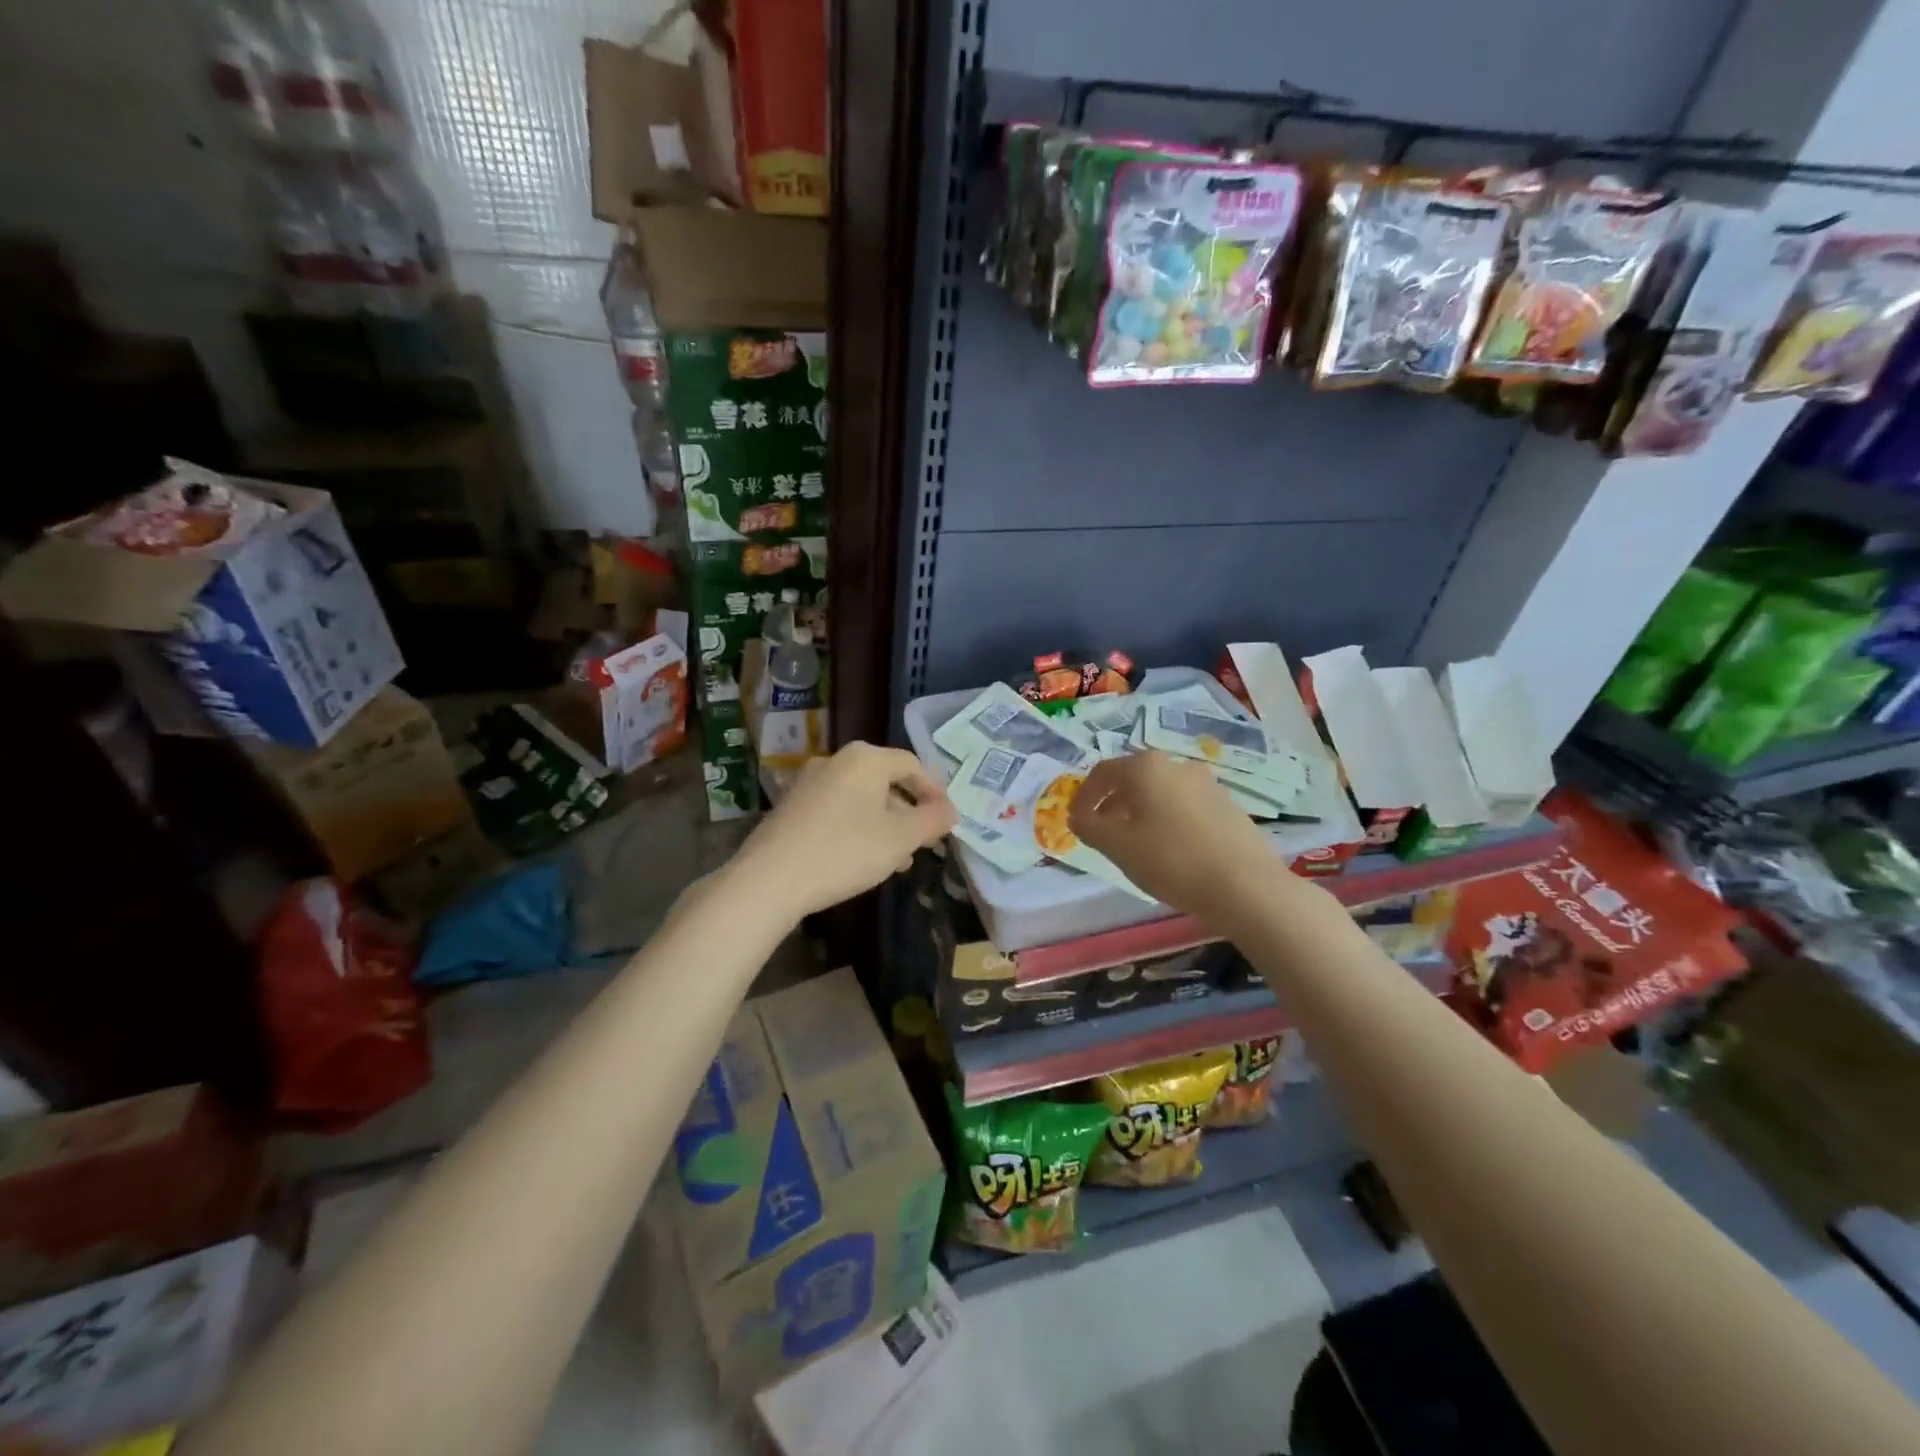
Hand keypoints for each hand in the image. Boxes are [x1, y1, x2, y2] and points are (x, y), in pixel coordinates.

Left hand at [732, 741, 957, 921]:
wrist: (770, 879)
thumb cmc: (845, 851)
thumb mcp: (900, 839)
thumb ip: (932, 821)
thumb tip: (950, 811)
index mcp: (866, 758)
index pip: (912, 764)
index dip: (935, 791)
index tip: (947, 820)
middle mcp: (836, 761)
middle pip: (885, 781)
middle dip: (909, 812)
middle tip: (924, 842)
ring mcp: (809, 782)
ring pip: (862, 798)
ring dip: (885, 824)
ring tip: (898, 860)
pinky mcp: (792, 806)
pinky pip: (838, 809)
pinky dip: (858, 827)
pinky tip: (862, 859)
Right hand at [1070, 751, 1287, 922]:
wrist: (1246, 886)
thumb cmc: (1172, 860)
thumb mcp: (1118, 847)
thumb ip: (1089, 827)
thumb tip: (1077, 817)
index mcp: (1146, 768)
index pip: (1102, 773)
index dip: (1084, 797)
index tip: (1076, 821)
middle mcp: (1177, 765)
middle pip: (1133, 780)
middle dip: (1113, 805)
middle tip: (1103, 833)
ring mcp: (1207, 784)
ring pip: (1161, 793)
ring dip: (1141, 813)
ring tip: (1136, 845)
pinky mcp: (1229, 806)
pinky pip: (1185, 806)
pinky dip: (1168, 820)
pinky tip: (1170, 851)